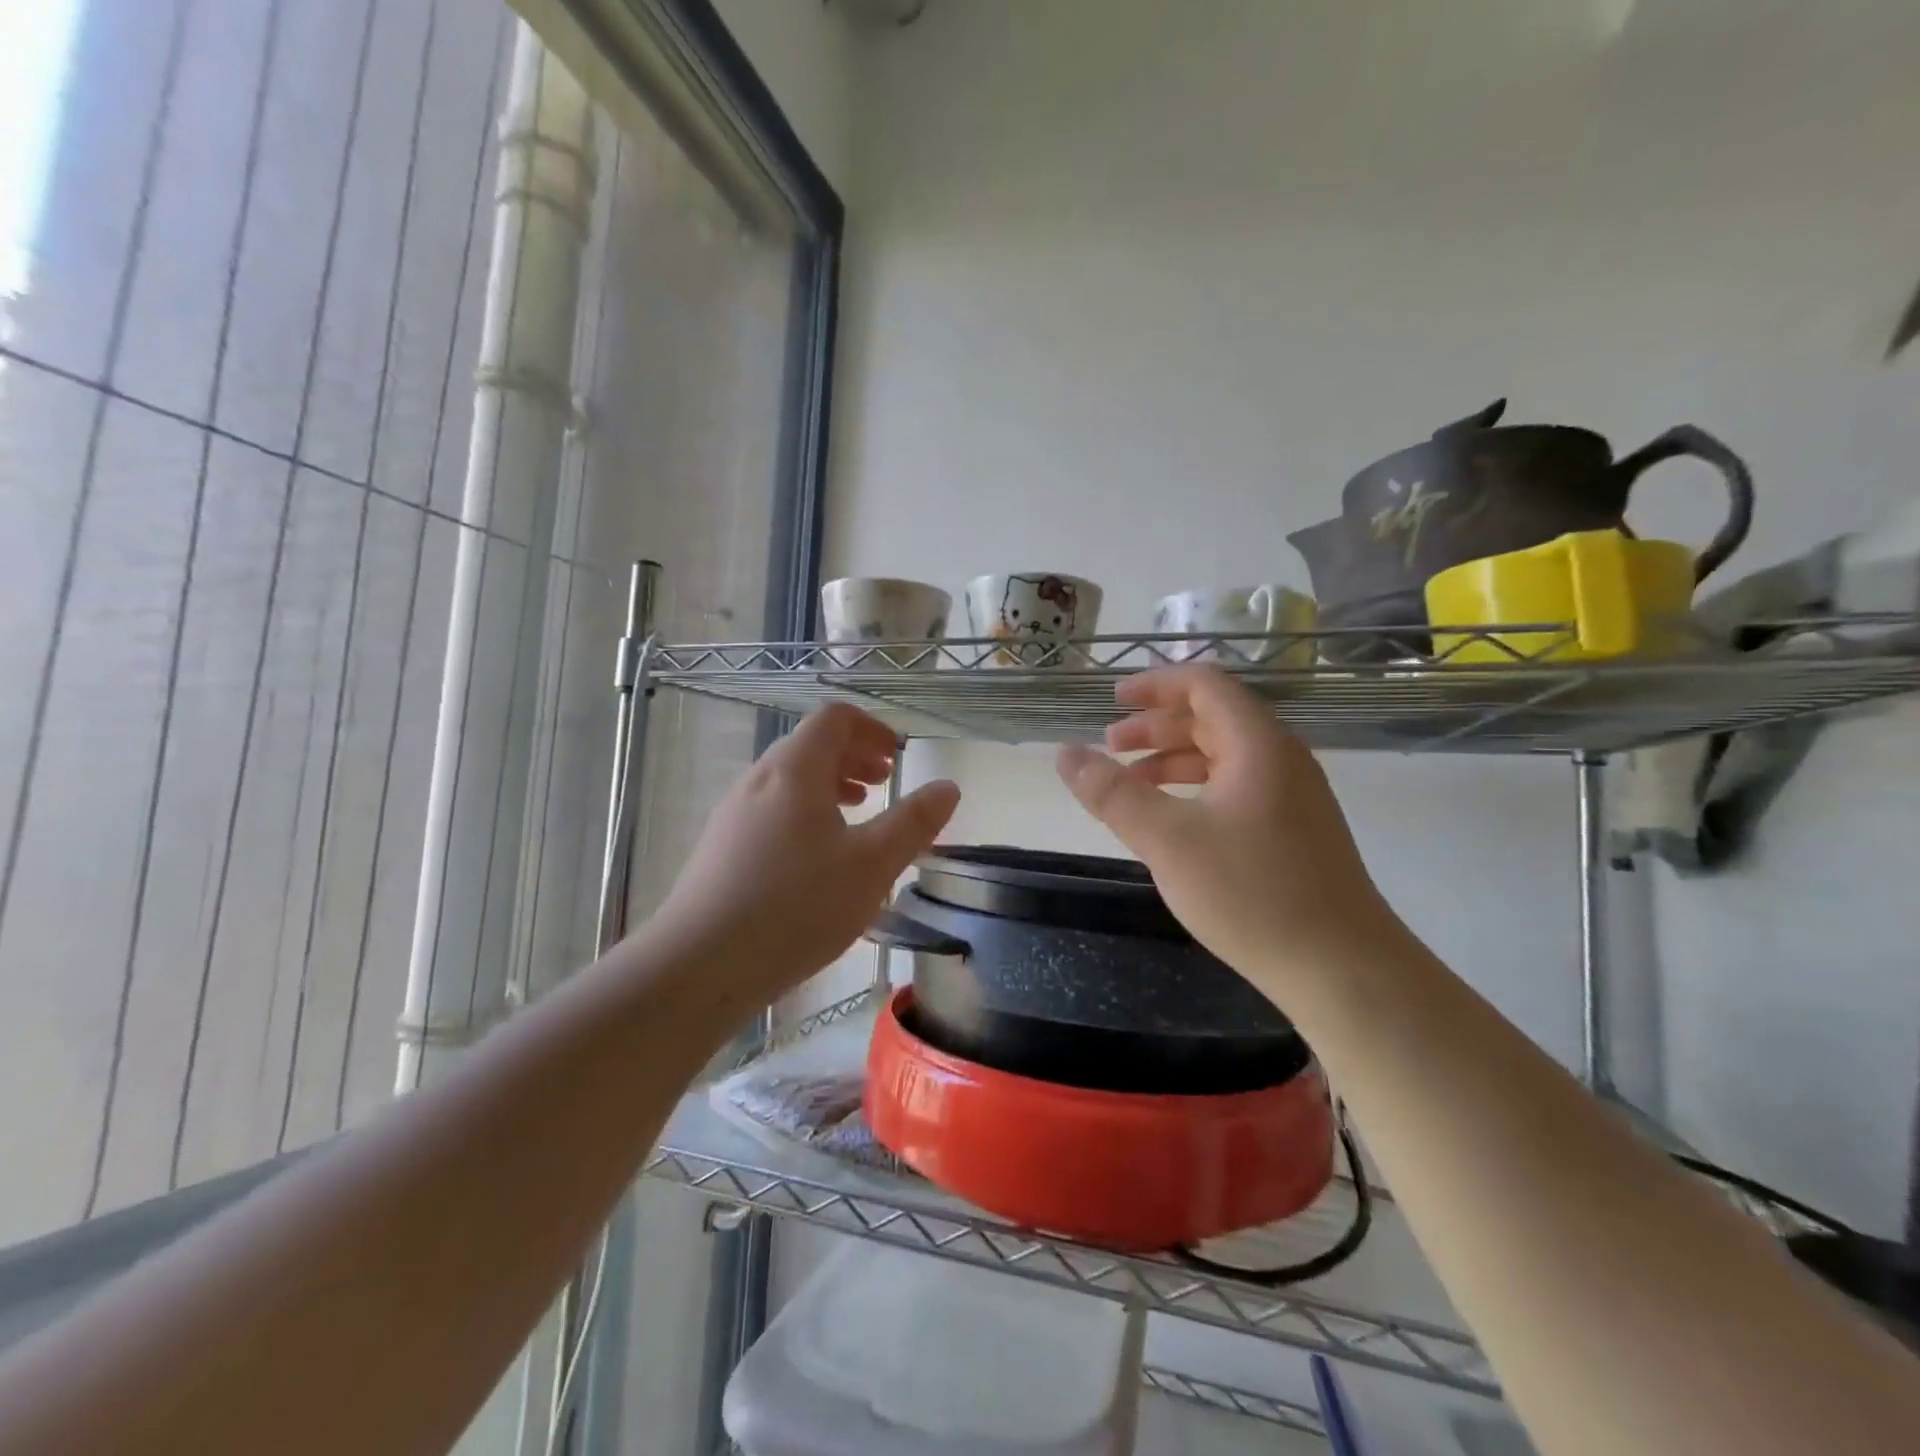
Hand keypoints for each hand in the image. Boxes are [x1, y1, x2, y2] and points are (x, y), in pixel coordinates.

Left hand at [657, 703, 960, 1000]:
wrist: (698, 966)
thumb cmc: (796, 907)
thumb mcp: (871, 866)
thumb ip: (913, 823)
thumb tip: (948, 787)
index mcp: (795, 770)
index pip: (835, 719)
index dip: (872, 728)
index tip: (897, 757)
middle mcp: (759, 779)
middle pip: (810, 745)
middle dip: (854, 756)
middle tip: (885, 782)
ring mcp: (733, 813)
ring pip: (789, 780)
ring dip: (829, 785)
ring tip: (857, 814)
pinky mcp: (720, 847)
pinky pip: (771, 809)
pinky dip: (805, 812)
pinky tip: (817, 857)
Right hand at [1056, 666, 1396, 992]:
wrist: (1343, 969)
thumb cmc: (1252, 893)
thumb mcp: (1167, 839)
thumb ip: (1112, 793)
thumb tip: (1064, 752)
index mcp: (1257, 743)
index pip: (1204, 685)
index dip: (1155, 685)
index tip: (1113, 699)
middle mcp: (1281, 758)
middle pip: (1212, 718)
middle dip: (1156, 726)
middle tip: (1109, 746)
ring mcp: (1293, 796)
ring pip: (1224, 756)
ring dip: (1174, 759)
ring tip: (1131, 783)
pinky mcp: (1295, 831)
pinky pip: (1237, 788)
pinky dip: (1196, 789)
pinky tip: (1173, 820)